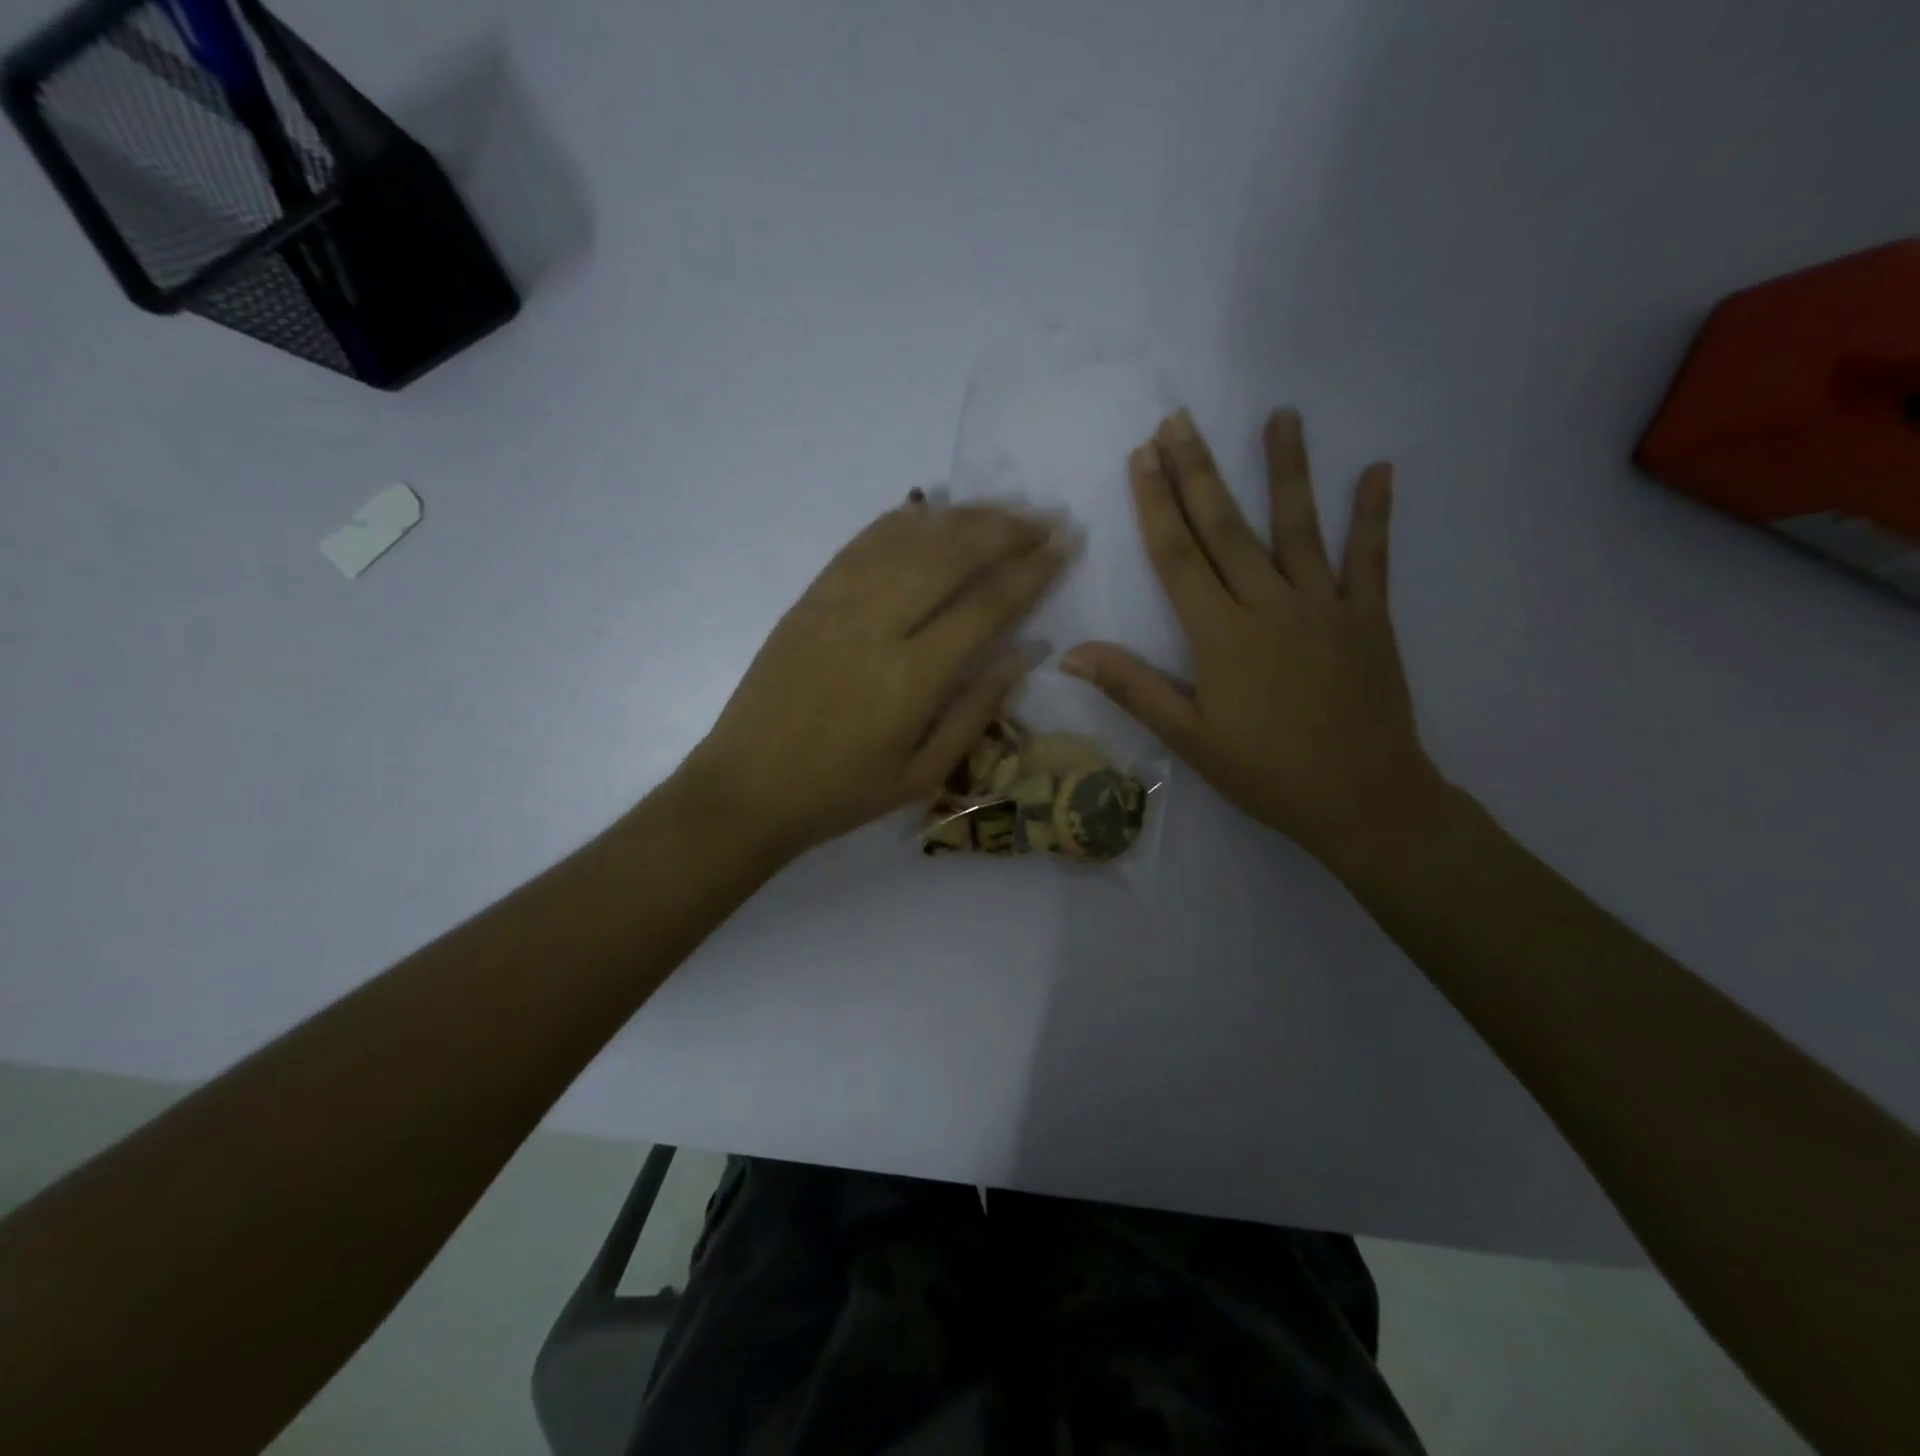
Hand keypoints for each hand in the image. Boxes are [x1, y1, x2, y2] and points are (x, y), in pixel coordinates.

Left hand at [685, 497, 1068, 862]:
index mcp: (910, 680)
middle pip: (950, 556)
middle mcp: (875, 627)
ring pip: (908, 540)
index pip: (985, 607)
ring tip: (1001, 510)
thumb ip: (977, 709)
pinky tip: (928, 510)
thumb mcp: (922, 774)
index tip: (1064, 546)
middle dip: (1005, 530)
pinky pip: (861, 544)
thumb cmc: (841, 794)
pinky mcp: (808, 599)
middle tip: (1044, 519)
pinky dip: (900, 522)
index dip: (1030, 571)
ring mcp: (835, 605)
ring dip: (961, 518)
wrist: (746, 789)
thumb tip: (1027, 652)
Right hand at [1061, 408, 1444, 869]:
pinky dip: (1375, 514)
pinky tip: (1380, 468)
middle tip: (1180, 421)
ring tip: (1281, 415)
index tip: (1142, 457)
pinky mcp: (1369, 616)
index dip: (1156, 505)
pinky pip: (1372, 557)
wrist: (1363, 799)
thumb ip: (1134, 688)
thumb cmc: (1266, 772)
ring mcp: (1325, 605)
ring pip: (1300, 526)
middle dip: (1199, 471)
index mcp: (1221, 636)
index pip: (1179, 557)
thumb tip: (1072, 653)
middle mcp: (1270, 606)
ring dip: (1286, 469)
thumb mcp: (1189, 739)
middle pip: (1227, 528)